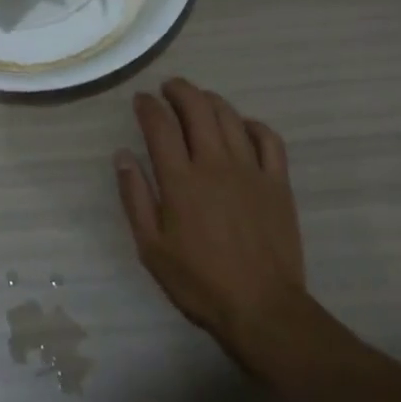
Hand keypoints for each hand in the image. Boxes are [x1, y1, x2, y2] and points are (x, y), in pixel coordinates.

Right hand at [114, 78, 308, 367]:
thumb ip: (135, 197)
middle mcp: (214, 164)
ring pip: (229, 116)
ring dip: (210, 100)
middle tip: (167, 89)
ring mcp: (250, 171)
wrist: (265, 312)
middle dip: (178, 90)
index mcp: (180, 180)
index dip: (147, 105)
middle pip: (196, 107)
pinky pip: (269, 139)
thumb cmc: (200, 282)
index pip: (159, 124)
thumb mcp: (151, 247)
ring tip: (198, 101)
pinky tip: (241, 127)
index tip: (140, 100)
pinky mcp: (278, 183)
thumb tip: (123, 156)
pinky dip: (252, 124)